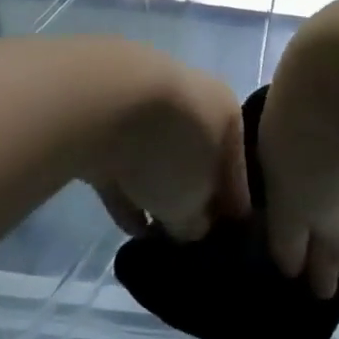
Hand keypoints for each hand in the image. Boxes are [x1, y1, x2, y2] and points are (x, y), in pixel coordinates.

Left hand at [90, 59, 249, 242]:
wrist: (101, 102)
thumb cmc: (169, 149)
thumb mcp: (192, 203)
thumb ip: (196, 221)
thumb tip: (190, 227)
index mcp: (228, 112)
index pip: (237, 169)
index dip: (233, 209)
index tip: (227, 238)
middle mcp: (194, 100)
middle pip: (198, 156)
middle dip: (192, 195)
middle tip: (186, 235)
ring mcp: (148, 103)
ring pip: (159, 156)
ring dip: (156, 190)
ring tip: (153, 236)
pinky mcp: (106, 114)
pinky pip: (124, 159)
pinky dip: (126, 187)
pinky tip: (126, 223)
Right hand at [257, 74, 338, 297]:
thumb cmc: (317, 139)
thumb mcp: (306, 202)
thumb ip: (324, 237)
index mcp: (285, 153)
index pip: (286, 206)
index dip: (290, 245)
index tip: (296, 281)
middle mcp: (327, 144)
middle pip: (331, 203)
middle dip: (333, 245)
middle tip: (338, 290)